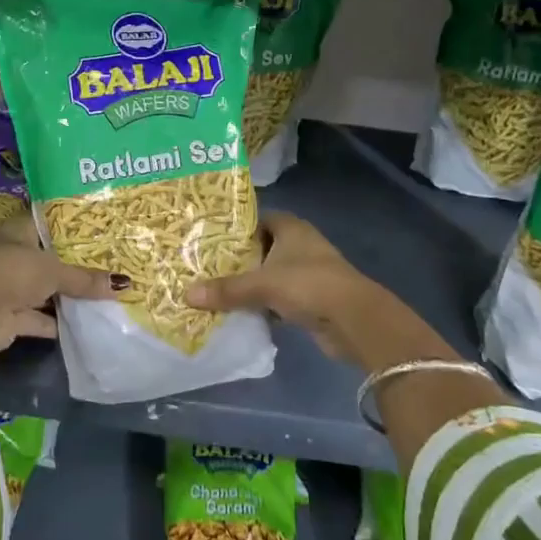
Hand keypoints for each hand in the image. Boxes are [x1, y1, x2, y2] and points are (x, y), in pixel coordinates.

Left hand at [0, 212, 114, 365]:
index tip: (101, 228)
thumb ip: (85, 279)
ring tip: (104, 294)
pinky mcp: (10, 317)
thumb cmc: (12, 272)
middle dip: (74, 264)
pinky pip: (40, 318)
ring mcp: (10, 287)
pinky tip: (86, 324)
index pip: (49, 222)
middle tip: (110, 262)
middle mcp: (12, 255)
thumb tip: (123, 284)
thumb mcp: (54, 271)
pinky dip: (58, 323)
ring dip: (67, 295)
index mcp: (17, 230)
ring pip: (44, 289)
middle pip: (49, 258)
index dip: (72, 226)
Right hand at [185, 212, 461, 374]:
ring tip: (216, 290)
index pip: (257, 219)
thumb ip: (227, 289)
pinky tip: (241, 314)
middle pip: (262, 248)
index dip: (235, 228)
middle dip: (238, 259)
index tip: (209, 238)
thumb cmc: (308, 284)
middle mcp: (300, 245)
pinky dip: (264, 305)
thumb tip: (186, 294)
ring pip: (270, 274)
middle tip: (205, 266)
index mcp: (291, 228)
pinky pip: (279, 298)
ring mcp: (307, 272)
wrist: (354, 320)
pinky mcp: (311, 299)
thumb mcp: (262, 285)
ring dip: (251, 284)